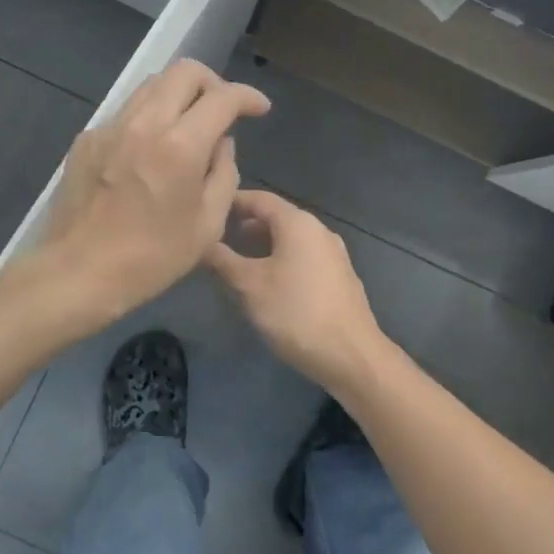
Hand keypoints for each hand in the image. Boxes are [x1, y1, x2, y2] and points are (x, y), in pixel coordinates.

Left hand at [41, 59, 269, 318]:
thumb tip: (220, 144)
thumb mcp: (208, 225)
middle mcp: (144, 123)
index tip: (258, 109)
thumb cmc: (152, 258)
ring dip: (178, 95)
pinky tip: (150, 151)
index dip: (247, 97)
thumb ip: (224, 173)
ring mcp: (110, 127)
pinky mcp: (87, 139)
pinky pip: (127, 112)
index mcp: (180, 146)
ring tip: (188, 127)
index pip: (222, 97)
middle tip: (222, 112)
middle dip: (212, 83)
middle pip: (184, 71)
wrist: (79, 272)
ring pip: (152, 85)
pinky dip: (148, 119)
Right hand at [205, 189, 388, 395]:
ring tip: (238, 260)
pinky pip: (304, 257)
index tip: (210, 208)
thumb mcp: (250, 286)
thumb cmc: (295, 313)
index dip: (233, 201)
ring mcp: (333, 254)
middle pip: (277, 217)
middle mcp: (319, 230)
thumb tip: (203, 243)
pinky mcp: (339, 277)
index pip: (260, 199)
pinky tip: (269, 282)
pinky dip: (282, 259)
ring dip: (264, 244)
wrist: (351, 355)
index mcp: (298, 223)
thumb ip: (223, 261)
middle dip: (247, 224)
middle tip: (219, 236)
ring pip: (291, 239)